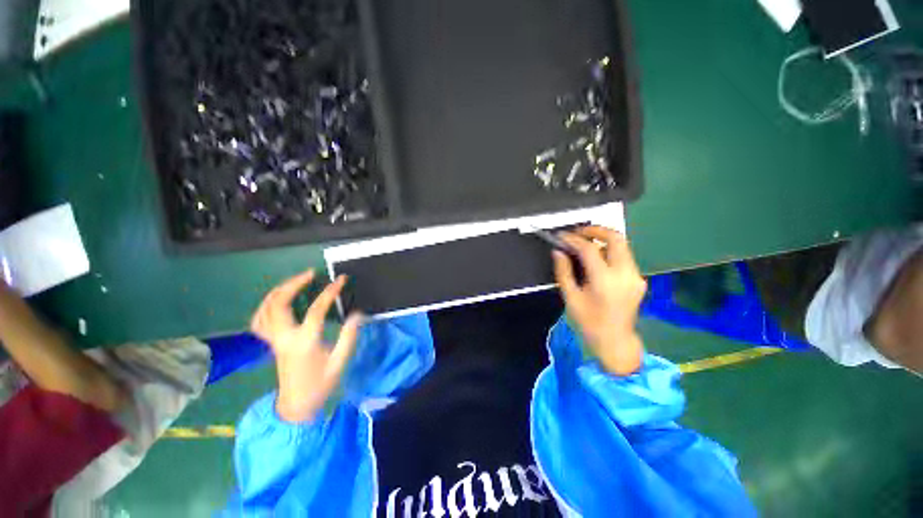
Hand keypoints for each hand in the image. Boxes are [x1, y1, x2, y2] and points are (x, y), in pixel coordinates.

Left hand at [251, 270, 361, 421]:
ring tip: (295, 281)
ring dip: (279, 291)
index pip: (316, 309)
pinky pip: (259, 319)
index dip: (330, 292)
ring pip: (266, 309)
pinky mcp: (270, 343)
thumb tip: (357, 314)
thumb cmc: (320, 384)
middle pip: (279, 303)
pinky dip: (267, 305)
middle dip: (293, 284)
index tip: (341, 280)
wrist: (296, 406)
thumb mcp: (340, 361)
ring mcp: (274, 340)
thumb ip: (349, 336)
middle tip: (311, 274)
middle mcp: (284, 337)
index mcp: (304, 342)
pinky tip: (278, 300)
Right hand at [553, 226, 646, 374]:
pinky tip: (595, 258)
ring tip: (584, 242)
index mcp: (605, 281)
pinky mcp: (638, 279)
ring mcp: (635, 276)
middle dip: (596, 229)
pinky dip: (609, 251)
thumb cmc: (588, 322)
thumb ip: (563, 271)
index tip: (561, 236)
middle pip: (616, 238)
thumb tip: (558, 251)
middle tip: (578, 232)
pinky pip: (623, 256)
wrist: (615, 342)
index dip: (573, 239)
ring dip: (603, 239)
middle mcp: (625, 275)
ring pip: (622, 245)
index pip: (590, 249)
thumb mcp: (570, 297)